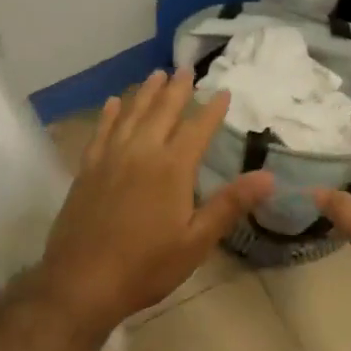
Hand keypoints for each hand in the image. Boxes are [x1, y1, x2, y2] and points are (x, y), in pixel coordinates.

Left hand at [35, 69, 273, 334]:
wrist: (82, 281)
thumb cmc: (146, 266)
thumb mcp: (196, 242)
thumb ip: (229, 204)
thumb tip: (268, 176)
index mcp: (172, 169)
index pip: (198, 129)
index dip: (213, 109)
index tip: (224, 91)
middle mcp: (141, 153)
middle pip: (162, 112)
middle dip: (177, 89)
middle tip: (185, 69)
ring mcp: (110, 158)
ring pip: (131, 114)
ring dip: (145, 93)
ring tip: (155, 74)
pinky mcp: (87, 170)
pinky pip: (101, 132)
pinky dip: (110, 114)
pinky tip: (114, 103)